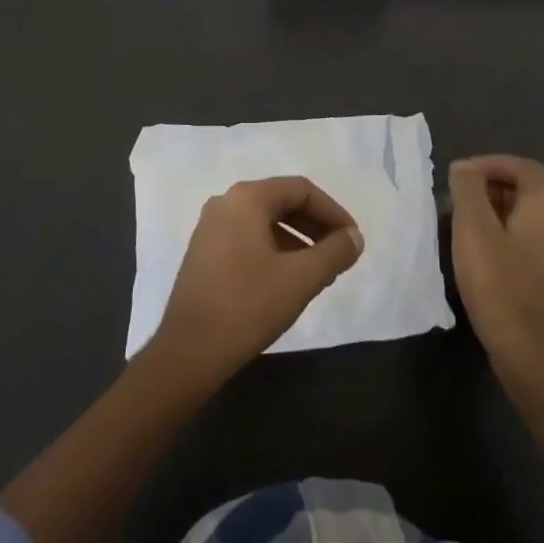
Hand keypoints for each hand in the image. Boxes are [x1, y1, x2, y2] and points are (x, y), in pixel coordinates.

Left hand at [152, 176, 362, 384]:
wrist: (188, 352)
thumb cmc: (247, 306)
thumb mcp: (301, 278)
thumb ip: (334, 252)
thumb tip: (355, 238)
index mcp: (246, 198)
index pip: (301, 190)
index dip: (333, 212)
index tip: (352, 239)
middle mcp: (225, 203)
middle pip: (282, 202)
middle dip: (316, 226)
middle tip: (340, 254)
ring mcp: (210, 228)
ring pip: (265, 222)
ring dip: (298, 241)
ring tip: (320, 272)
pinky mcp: (204, 253)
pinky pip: (248, 239)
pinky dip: (275, 251)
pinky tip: (289, 281)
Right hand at [450, 154, 543, 364]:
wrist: (530, 353)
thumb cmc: (498, 282)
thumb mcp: (472, 228)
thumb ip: (468, 190)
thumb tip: (465, 169)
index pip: (524, 167)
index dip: (491, 163)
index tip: (461, 176)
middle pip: (530, 192)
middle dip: (493, 189)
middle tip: (460, 202)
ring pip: (532, 222)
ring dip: (501, 216)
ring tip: (469, 230)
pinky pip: (535, 248)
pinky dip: (511, 241)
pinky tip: (489, 261)